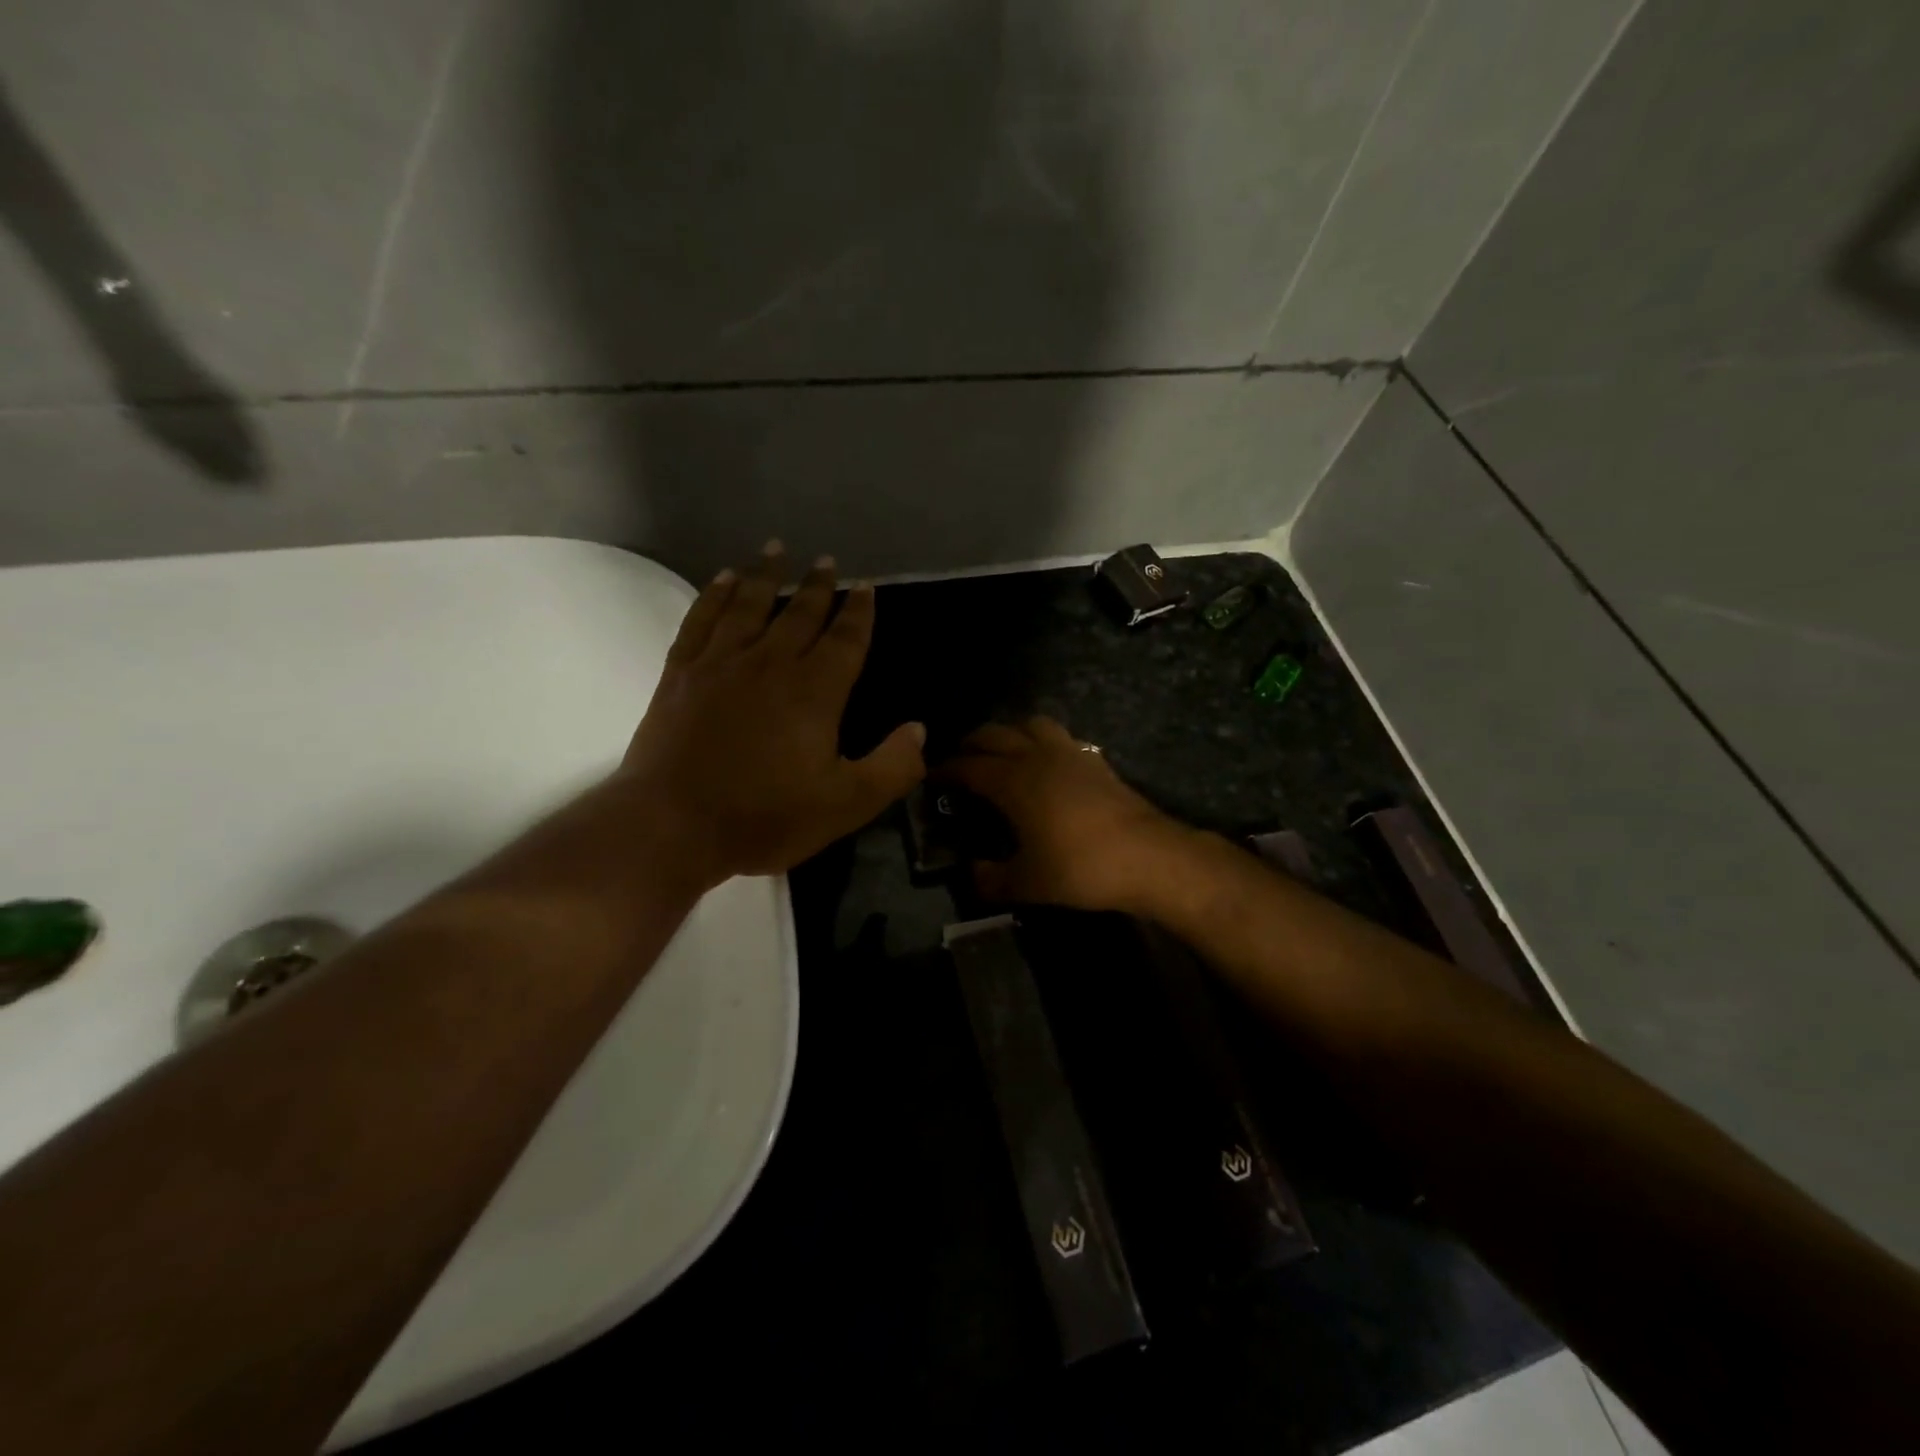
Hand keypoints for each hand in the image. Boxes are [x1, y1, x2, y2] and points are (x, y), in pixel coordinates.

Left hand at [621, 544, 925, 887]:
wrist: (673, 825)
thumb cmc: (765, 816)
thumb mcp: (846, 804)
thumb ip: (892, 767)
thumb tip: (919, 730)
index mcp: (815, 691)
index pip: (845, 640)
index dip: (859, 613)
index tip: (866, 588)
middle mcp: (770, 664)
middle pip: (800, 613)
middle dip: (818, 586)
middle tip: (827, 561)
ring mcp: (721, 663)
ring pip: (749, 605)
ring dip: (766, 575)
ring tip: (777, 549)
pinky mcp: (681, 673)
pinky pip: (702, 619)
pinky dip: (715, 595)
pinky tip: (724, 579)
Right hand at [941, 716, 1191, 912]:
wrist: (1149, 857)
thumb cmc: (1081, 868)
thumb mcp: (1028, 884)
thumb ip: (992, 879)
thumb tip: (972, 874)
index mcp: (1013, 781)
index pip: (968, 767)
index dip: (945, 770)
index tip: (930, 777)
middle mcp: (1037, 756)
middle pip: (995, 734)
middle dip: (971, 744)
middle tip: (959, 761)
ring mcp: (1069, 753)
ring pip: (1030, 723)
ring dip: (1010, 732)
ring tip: (1003, 753)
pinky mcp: (1095, 759)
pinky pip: (1059, 736)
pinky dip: (1041, 740)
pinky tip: (1045, 764)